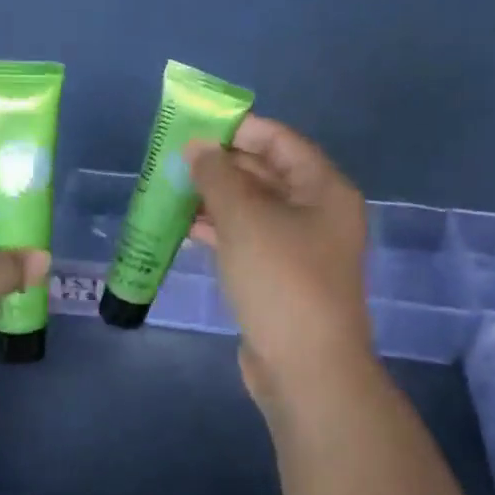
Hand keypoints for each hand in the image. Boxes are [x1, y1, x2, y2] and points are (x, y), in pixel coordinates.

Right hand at [186, 116, 374, 413]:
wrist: (305, 368)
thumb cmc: (281, 280)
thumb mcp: (245, 219)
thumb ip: (217, 176)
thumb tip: (197, 146)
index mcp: (324, 190)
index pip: (281, 141)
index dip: (239, 129)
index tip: (195, 125)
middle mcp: (317, 214)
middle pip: (267, 175)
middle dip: (221, 165)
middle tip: (174, 159)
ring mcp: (300, 250)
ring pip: (253, 211)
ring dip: (215, 199)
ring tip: (171, 190)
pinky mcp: (280, 280)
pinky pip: (248, 242)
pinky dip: (220, 232)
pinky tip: (186, 228)